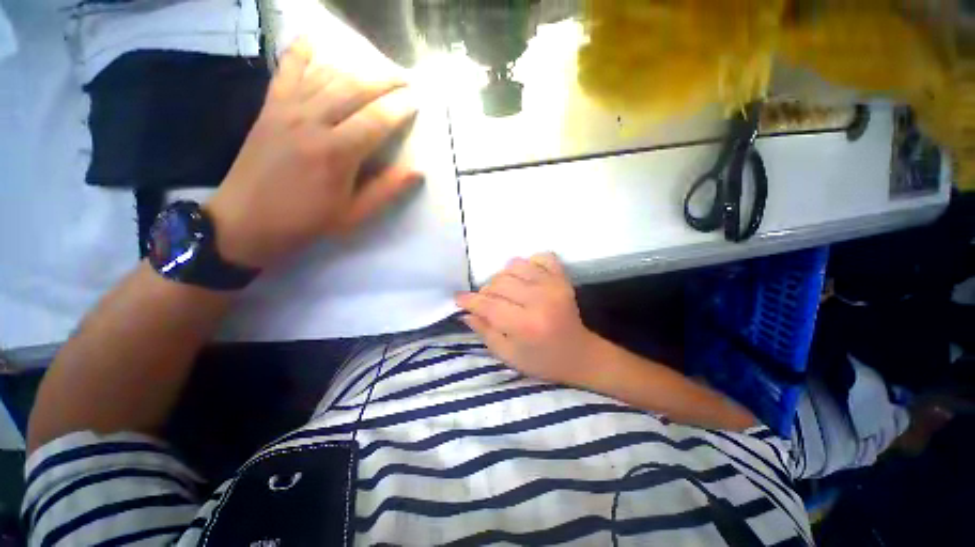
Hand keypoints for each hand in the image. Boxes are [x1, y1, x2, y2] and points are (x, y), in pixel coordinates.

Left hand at [206, 37, 420, 268]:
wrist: (246, 221)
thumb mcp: (354, 214)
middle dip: (384, 80)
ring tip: (377, 68)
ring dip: (356, 68)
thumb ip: (387, 190)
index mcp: (336, 153)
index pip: (377, 120)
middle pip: (354, 89)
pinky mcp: (269, 109)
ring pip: (326, 77)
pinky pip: (286, 73)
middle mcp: (312, 122)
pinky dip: (300, 53)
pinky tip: (313, 40)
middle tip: (405, 79)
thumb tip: (417, 171)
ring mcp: (287, 111)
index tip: (417, 101)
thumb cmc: (306, 222)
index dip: (400, 108)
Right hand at [456, 253, 599, 385]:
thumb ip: (484, 332)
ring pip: (515, 265)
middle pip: (499, 283)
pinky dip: (529, 263)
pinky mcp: (563, 278)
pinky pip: (540, 257)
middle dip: (485, 291)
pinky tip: (526, 278)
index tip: (459, 298)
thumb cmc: (542, 361)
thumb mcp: (508, 355)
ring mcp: (554, 285)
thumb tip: (465, 312)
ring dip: (504, 277)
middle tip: (486, 302)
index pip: (489, 305)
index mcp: (526, 326)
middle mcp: (540, 300)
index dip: (470, 300)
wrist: (580, 354)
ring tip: (506, 291)